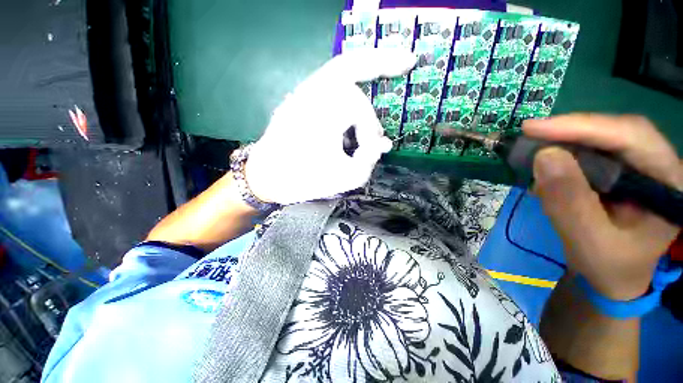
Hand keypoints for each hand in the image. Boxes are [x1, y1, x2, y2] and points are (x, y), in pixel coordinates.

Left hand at [245, 49, 416, 204]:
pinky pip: (329, 85)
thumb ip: (370, 161)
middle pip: (351, 66)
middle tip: (407, 61)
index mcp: (322, 110)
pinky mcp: (299, 102)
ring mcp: (302, 94)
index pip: (360, 108)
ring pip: (340, 72)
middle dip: (381, 63)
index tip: (371, 152)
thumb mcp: (346, 178)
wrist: (265, 179)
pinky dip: (347, 91)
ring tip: (376, 93)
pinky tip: (352, 113)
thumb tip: (381, 145)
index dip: (371, 131)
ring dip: (363, 77)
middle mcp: (311, 92)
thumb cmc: (303, 180)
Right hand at [524, 114, 682, 300]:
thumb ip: (569, 202)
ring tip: (534, 154)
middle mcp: (660, 166)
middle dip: (571, 132)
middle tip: (529, 135)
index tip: (534, 128)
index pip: (632, 137)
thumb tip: (544, 156)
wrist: (615, 277)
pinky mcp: (623, 172)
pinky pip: (594, 152)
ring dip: (566, 143)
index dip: (582, 126)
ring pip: (604, 139)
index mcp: (669, 184)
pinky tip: (549, 167)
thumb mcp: (588, 242)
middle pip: (618, 132)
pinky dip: (566, 156)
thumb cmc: (609, 267)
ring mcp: (642, 167)